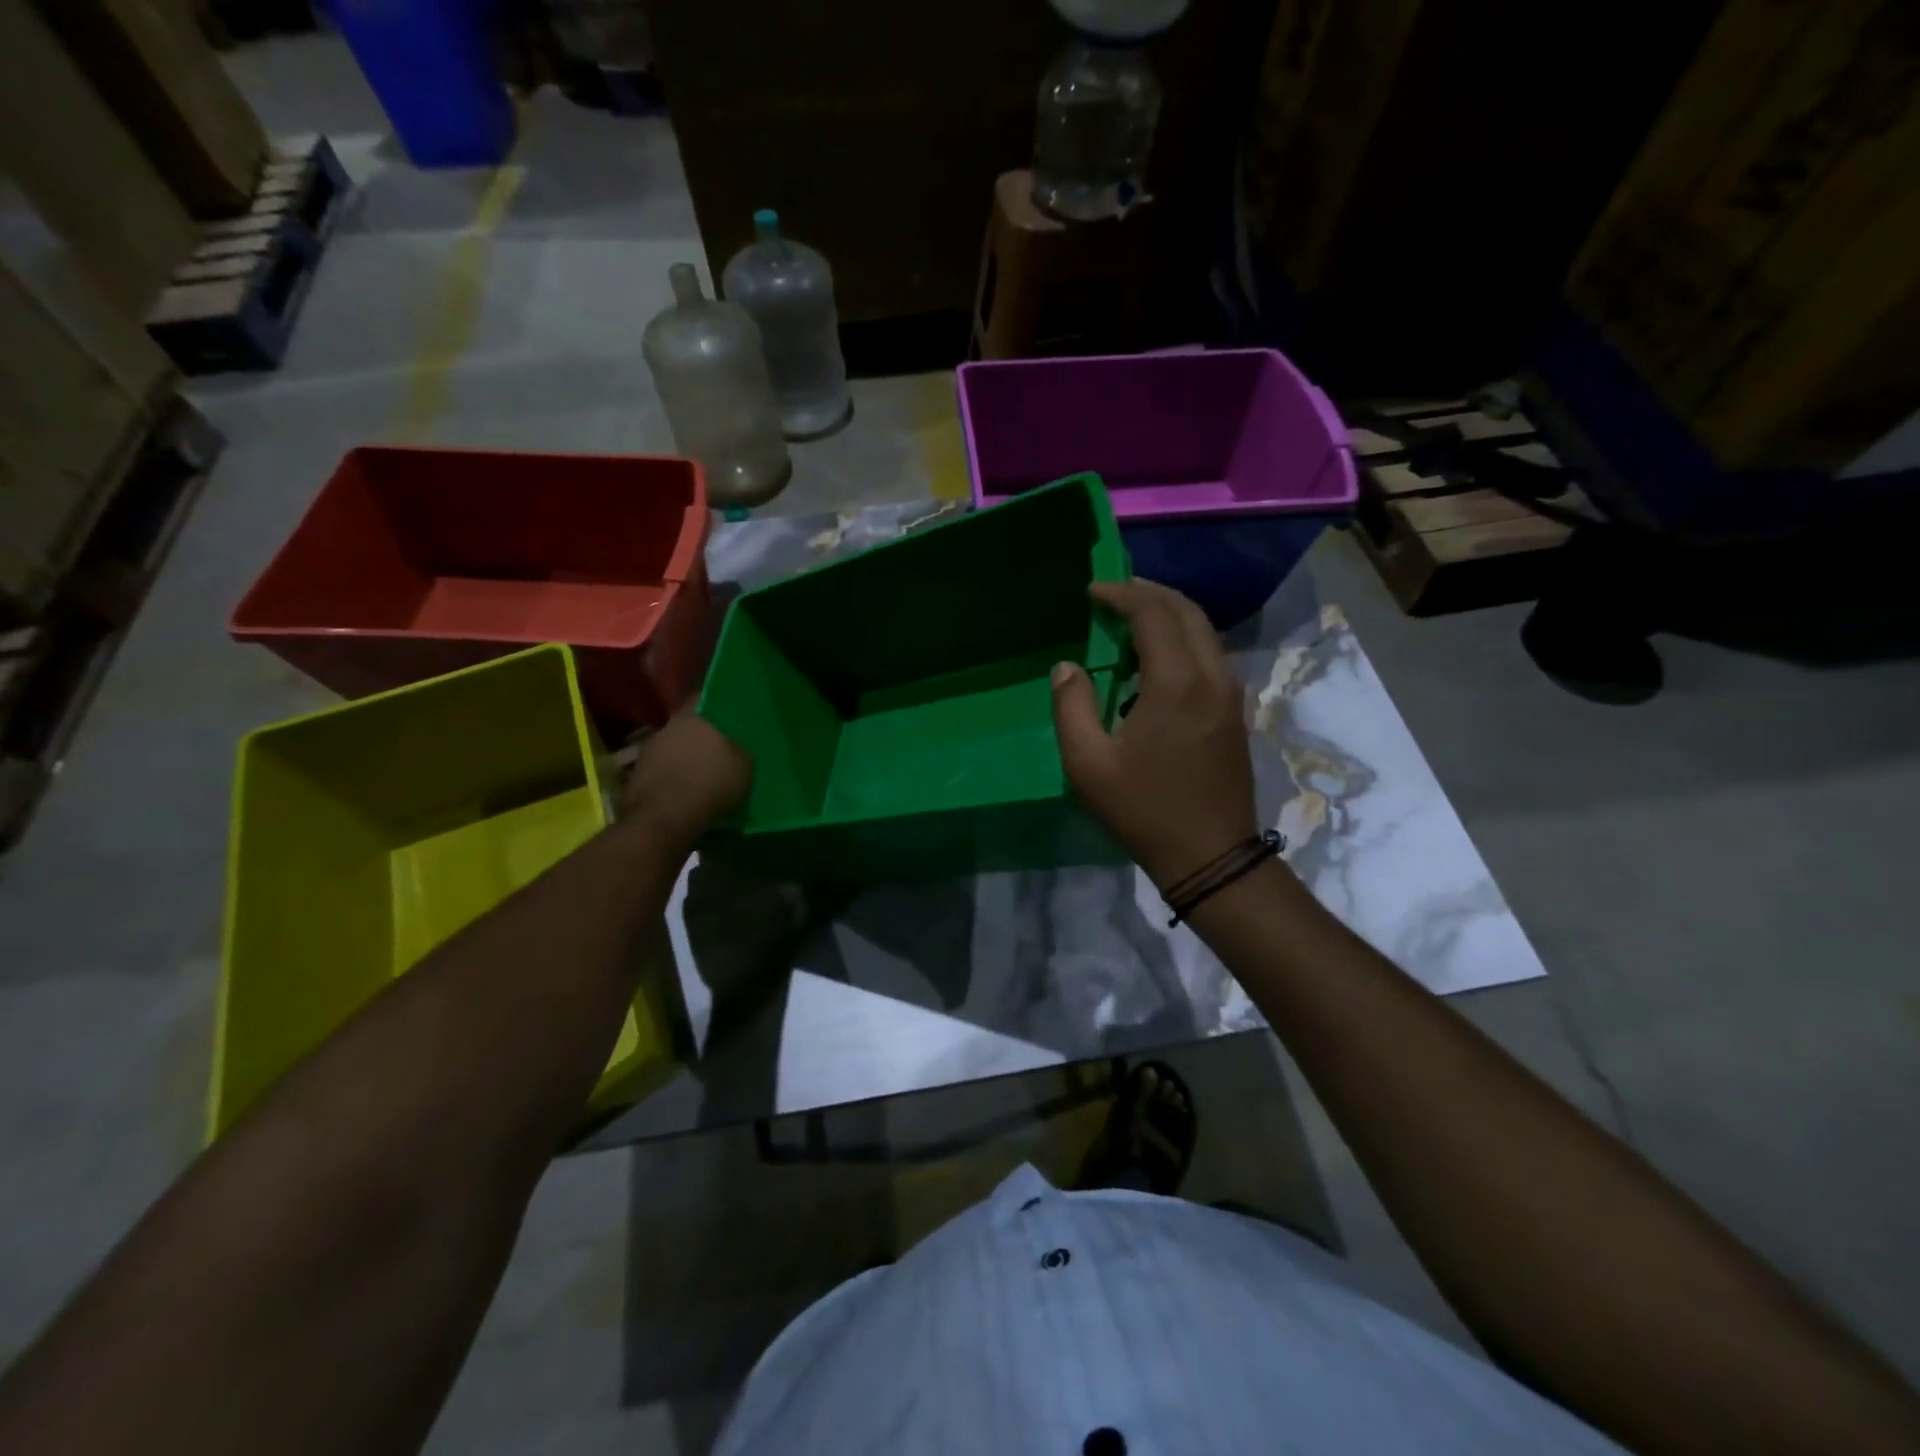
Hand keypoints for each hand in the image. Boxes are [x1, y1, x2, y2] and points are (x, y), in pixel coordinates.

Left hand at [621, 712, 752, 846]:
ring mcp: (648, 751)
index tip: (731, 715)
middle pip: (689, 725)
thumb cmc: (710, 785)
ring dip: (686, 759)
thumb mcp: (744, 768)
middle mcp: (668, 726)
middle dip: (702, 736)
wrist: (664, 820)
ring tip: (703, 775)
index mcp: (694, 716)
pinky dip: (673, 778)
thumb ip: (740, 751)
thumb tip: (735, 749)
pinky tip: (686, 792)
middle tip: (720, 749)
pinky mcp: (637, 776)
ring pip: (674, 748)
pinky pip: (663, 770)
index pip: (708, 698)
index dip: (720, 706)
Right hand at [1052, 579, 1258, 888]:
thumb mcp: (1088, 764)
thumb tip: (1067, 667)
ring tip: (1130, 621)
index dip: (1121, 595)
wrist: (1211, 856)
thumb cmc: (1144, 810)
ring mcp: (1230, 693)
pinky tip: (1154, 661)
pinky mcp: (1235, 711)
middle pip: (1187, 611)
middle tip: (1113, 595)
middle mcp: (1211, 676)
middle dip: (1149, 594)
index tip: (1092, 592)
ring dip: (1168, 615)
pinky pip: (1210, 655)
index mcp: (1176, 682)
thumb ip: (1071, 707)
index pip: (1153, 613)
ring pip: (1204, 631)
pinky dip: (1182, 640)